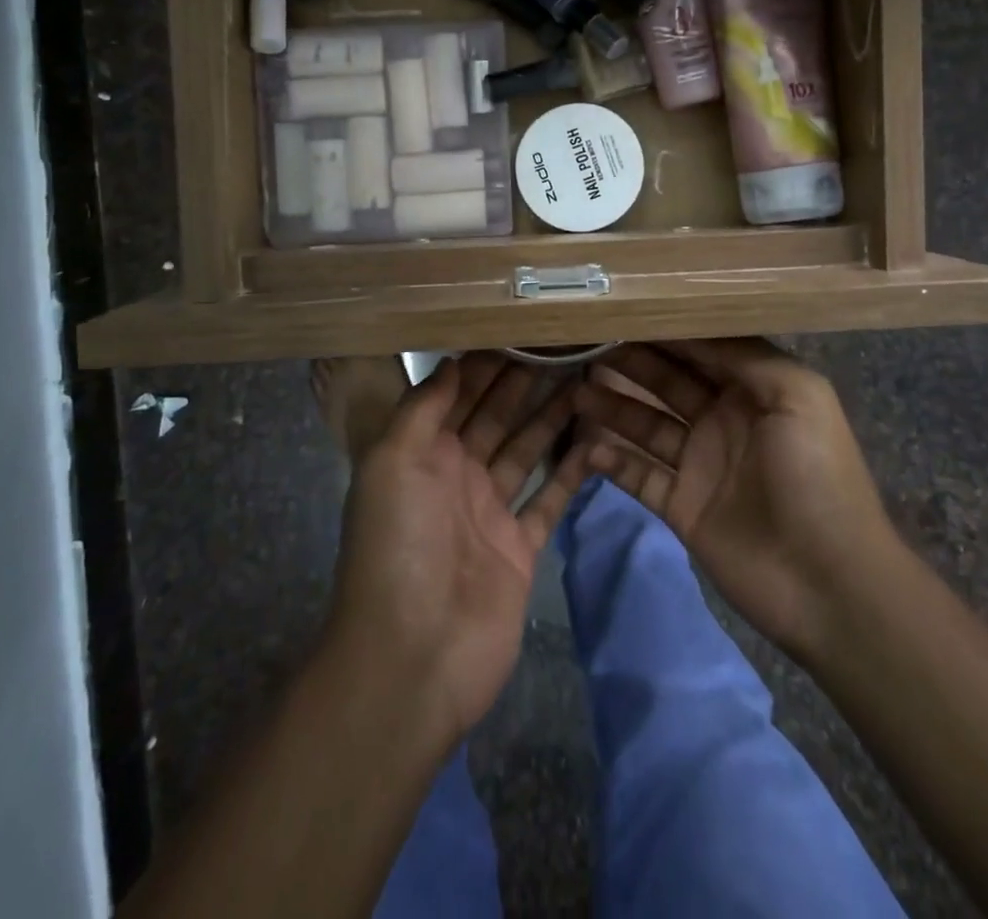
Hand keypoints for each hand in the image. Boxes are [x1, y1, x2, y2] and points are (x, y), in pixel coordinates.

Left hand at [325, 354, 588, 746]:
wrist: (413, 656)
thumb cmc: (398, 546)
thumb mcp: (392, 463)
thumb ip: (422, 410)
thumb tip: (451, 362)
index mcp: (422, 454)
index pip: (458, 396)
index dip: (486, 365)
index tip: (521, 331)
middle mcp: (456, 476)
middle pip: (496, 417)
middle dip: (523, 383)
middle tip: (563, 347)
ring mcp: (490, 512)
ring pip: (526, 451)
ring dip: (551, 418)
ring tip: (586, 381)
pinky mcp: (520, 548)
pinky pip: (548, 500)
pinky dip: (570, 473)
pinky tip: (596, 441)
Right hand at [574, 339, 899, 660]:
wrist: (829, 583)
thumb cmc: (816, 476)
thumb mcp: (798, 396)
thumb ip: (746, 355)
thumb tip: (690, 323)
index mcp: (753, 391)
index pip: (700, 350)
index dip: (663, 331)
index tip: (621, 310)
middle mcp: (722, 420)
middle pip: (666, 382)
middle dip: (629, 362)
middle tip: (584, 344)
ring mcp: (700, 464)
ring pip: (646, 425)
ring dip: (612, 407)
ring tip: (574, 390)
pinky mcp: (682, 506)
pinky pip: (639, 476)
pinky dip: (613, 461)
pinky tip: (586, 445)